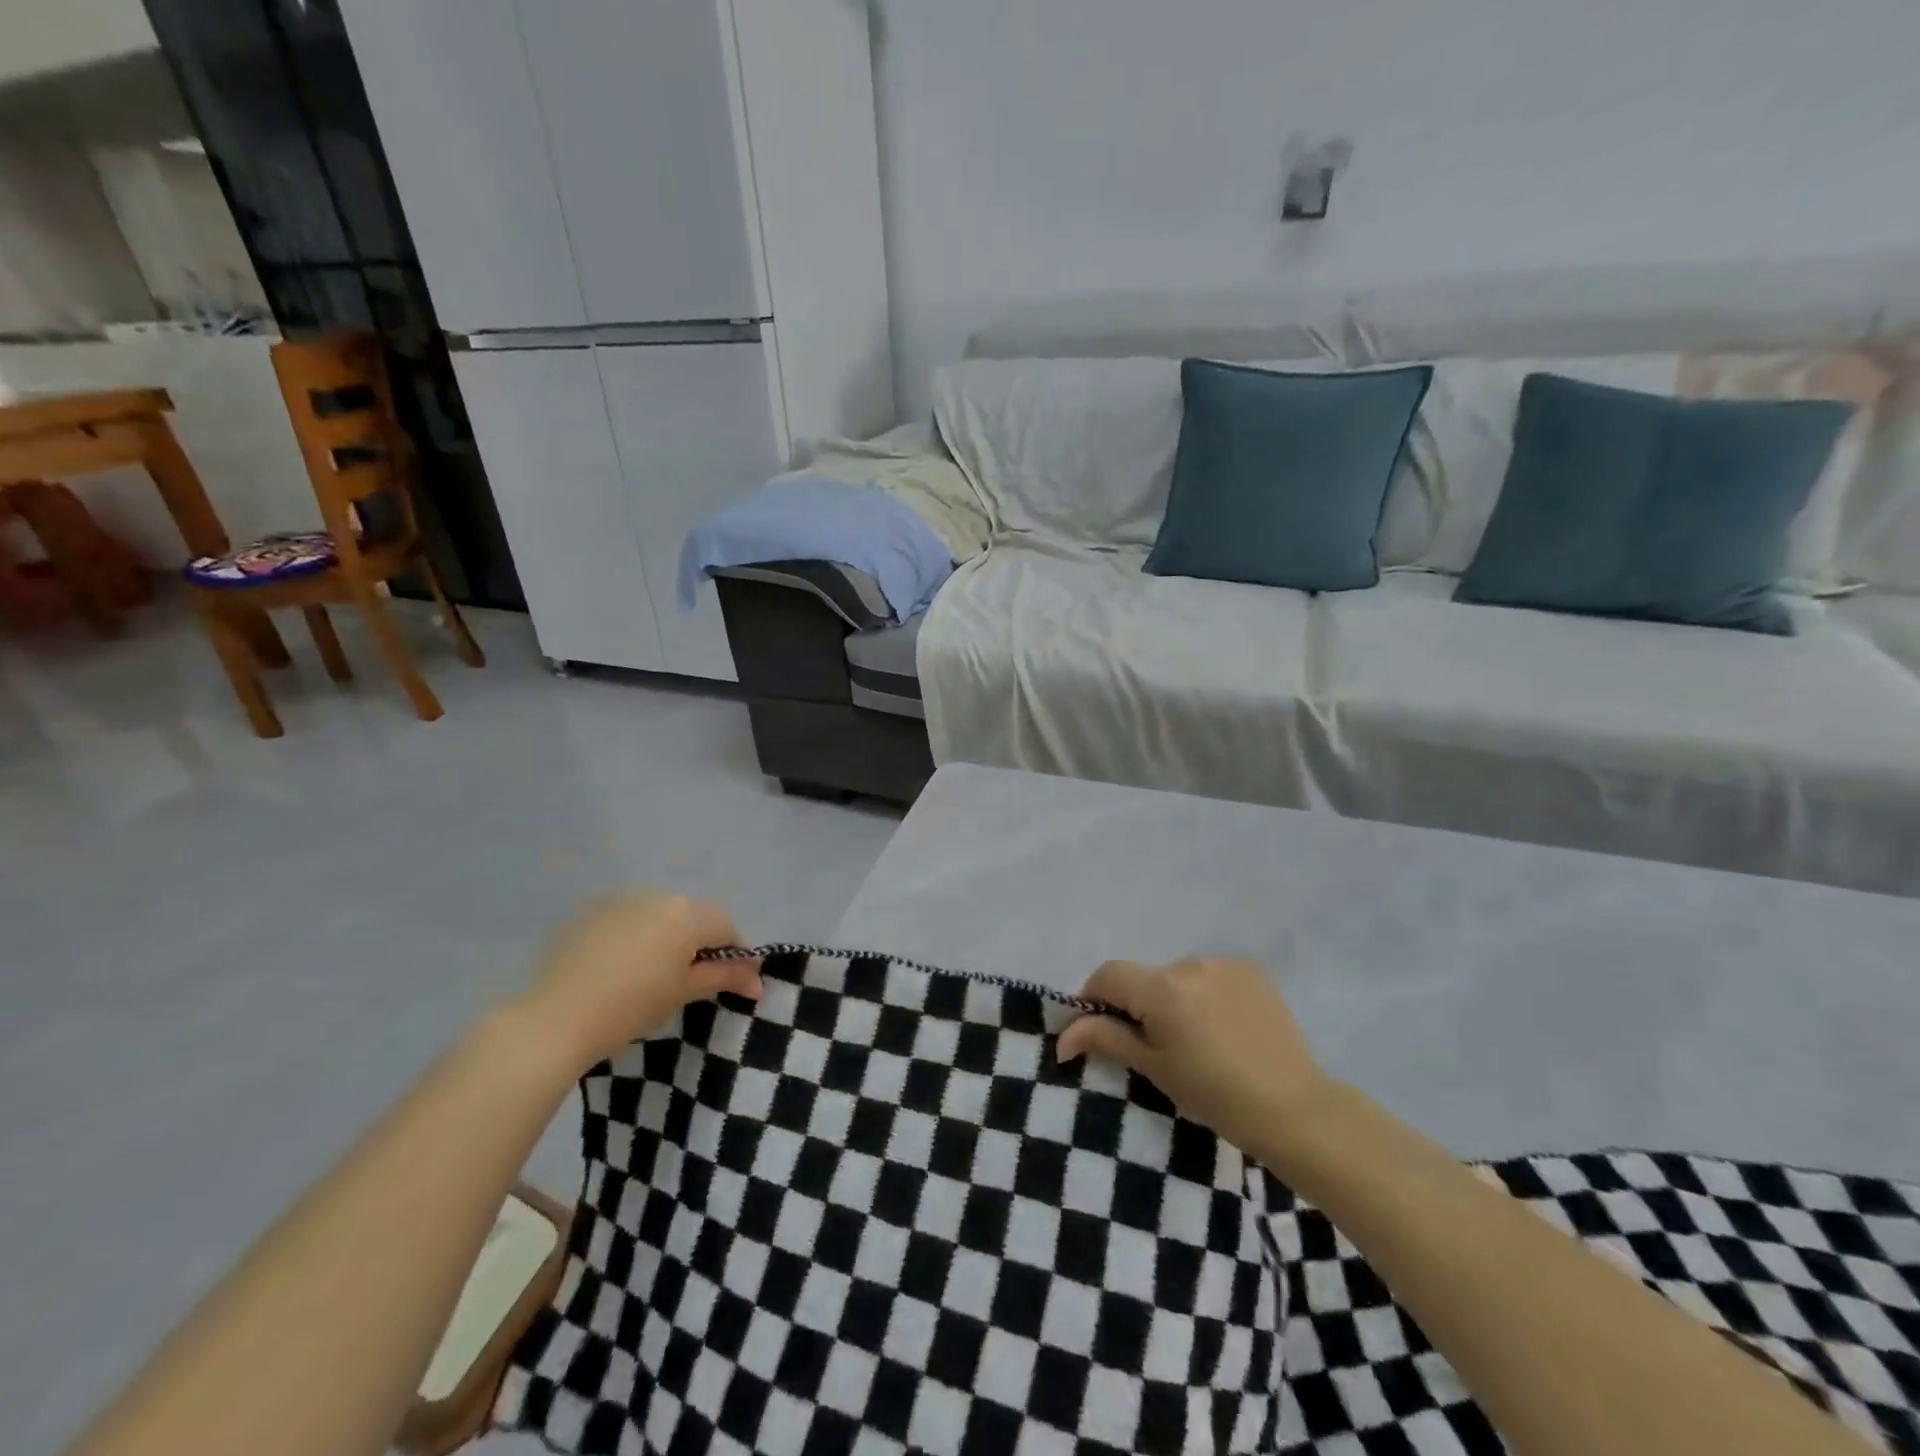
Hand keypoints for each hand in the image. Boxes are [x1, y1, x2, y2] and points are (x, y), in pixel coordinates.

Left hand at [515, 891, 761, 1069]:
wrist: (554, 1020)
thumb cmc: (631, 1007)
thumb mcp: (684, 992)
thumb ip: (725, 977)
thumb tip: (758, 981)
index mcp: (686, 913)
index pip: (726, 928)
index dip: (734, 955)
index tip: (729, 982)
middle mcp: (658, 896)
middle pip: (694, 916)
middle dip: (700, 942)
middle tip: (690, 979)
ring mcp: (621, 899)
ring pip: (660, 914)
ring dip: (668, 935)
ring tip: (652, 973)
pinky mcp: (591, 911)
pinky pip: (628, 917)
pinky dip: (635, 934)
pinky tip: (620, 965)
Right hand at [1056, 958, 1333, 1159]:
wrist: (1295, 1109)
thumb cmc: (1215, 1096)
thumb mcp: (1154, 1068)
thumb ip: (1106, 1038)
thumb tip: (1062, 1036)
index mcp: (1162, 988)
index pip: (1108, 975)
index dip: (1093, 998)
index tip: (1096, 1028)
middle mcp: (1190, 963)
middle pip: (1145, 976)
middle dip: (1138, 1003)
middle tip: (1152, 1045)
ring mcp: (1225, 963)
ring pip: (1178, 976)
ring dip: (1173, 998)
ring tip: (1195, 1040)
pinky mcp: (1252, 970)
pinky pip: (1211, 976)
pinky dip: (1205, 995)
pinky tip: (1223, 1028)